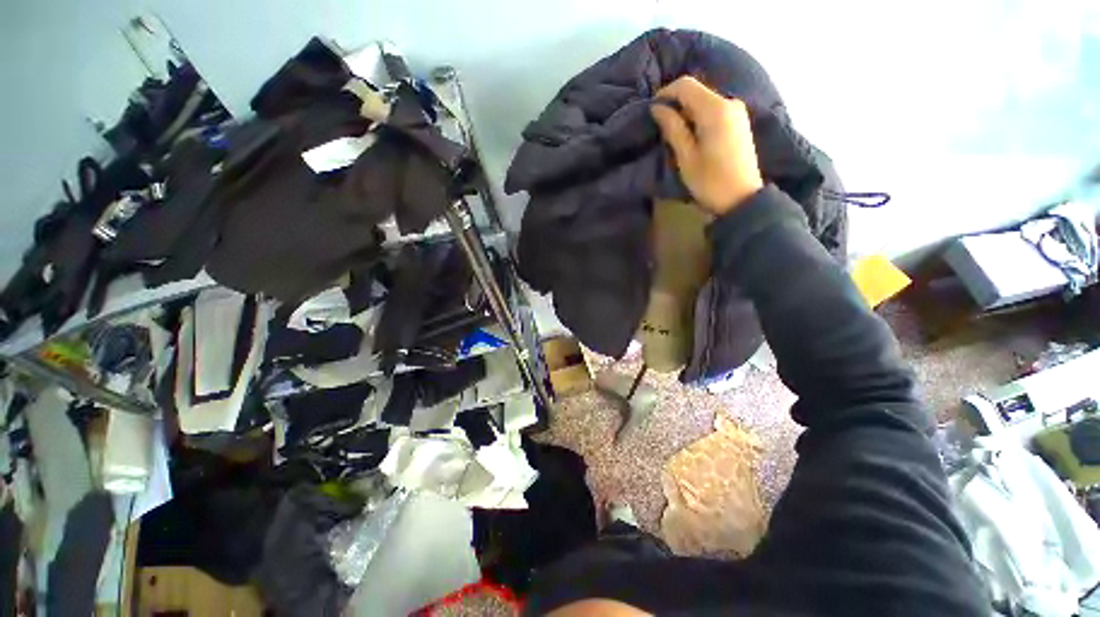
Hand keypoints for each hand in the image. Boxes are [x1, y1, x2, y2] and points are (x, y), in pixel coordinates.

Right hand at [650, 76, 763, 214]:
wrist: (742, 198)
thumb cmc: (710, 181)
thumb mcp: (686, 157)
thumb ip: (673, 128)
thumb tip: (657, 108)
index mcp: (715, 109)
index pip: (686, 85)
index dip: (665, 93)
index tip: (651, 110)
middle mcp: (729, 102)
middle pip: (697, 90)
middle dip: (676, 102)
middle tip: (660, 124)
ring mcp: (737, 111)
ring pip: (705, 100)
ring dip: (687, 111)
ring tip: (674, 131)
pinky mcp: (739, 122)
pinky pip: (714, 109)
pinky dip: (699, 116)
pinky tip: (691, 133)